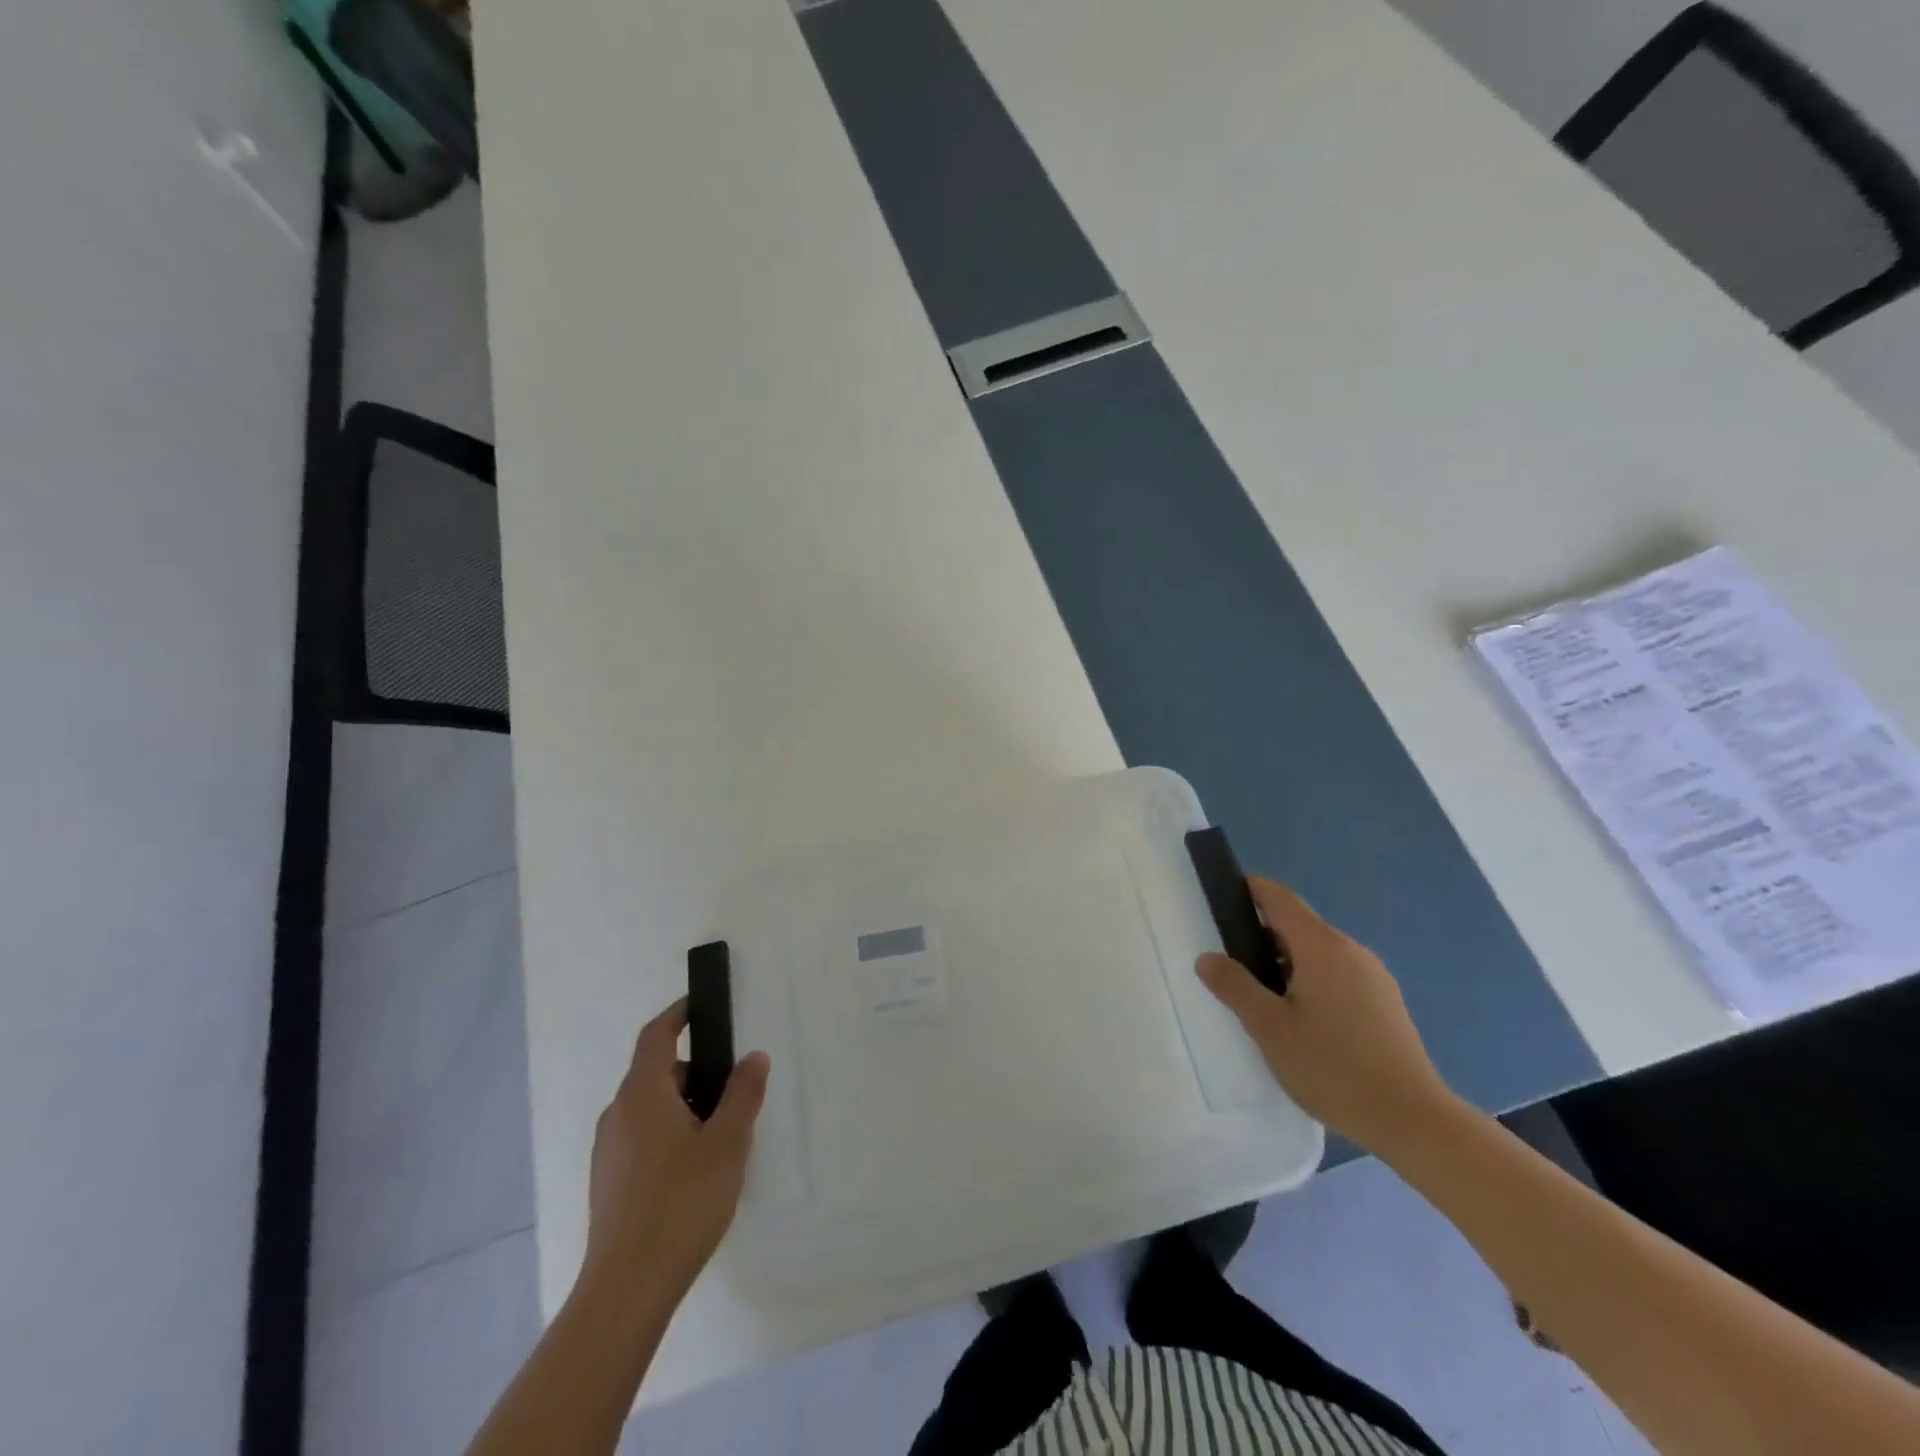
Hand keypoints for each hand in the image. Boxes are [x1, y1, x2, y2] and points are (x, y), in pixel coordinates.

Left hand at [580, 998, 770, 1301]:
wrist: (627, 1289)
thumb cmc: (682, 1202)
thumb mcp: (727, 1142)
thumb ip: (742, 1093)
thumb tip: (753, 1056)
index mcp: (642, 1094)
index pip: (656, 1035)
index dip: (677, 1014)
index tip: (700, 1005)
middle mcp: (618, 1115)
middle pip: (655, 1073)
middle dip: (694, 1072)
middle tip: (731, 1090)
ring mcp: (609, 1151)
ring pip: (649, 1109)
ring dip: (683, 1106)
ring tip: (719, 1135)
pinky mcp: (609, 1183)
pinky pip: (642, 1138)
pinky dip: (669, 1134)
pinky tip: (694, 1171)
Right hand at [1197, 877, 1456, 1155]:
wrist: (1413, 1121)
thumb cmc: (1333, 1068)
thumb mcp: (1270, 1028)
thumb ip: (1234, 987)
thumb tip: (1207, 957)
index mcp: (1321, 946)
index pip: (1280, 898)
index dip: (1250, 890)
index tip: (1221, 898)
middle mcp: (1351, 950)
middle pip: (1298, 925)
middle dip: (1262, 934)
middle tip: (1231, 963)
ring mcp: (1373, 976)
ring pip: (1319, 952)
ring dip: (1286, 961)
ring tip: (1261, 996)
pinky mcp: (1385, 1003)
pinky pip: (1338, 974)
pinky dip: (1311, 979)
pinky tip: (1301, 1019)